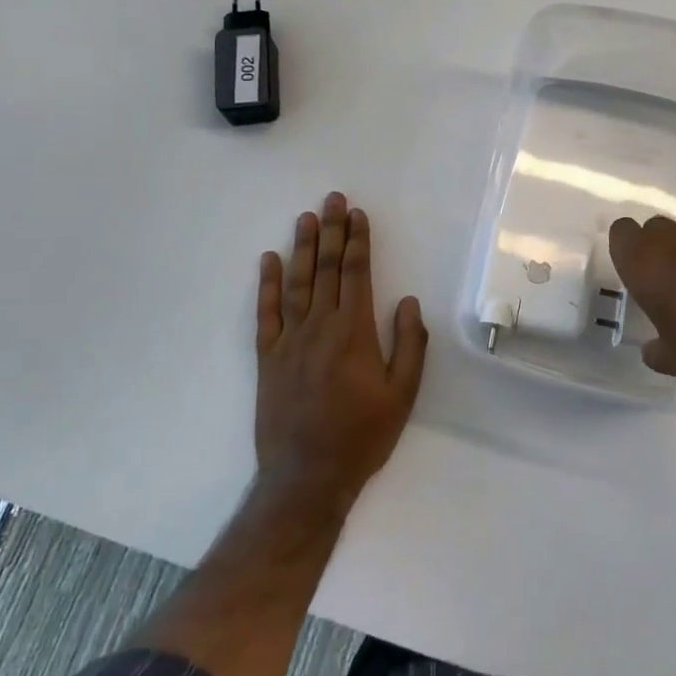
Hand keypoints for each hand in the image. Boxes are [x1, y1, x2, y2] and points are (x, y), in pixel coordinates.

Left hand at [254, 192, 426, 508]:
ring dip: (302, 247)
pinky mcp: (267, 357)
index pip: (356, 274)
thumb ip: (409, 345)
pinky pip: (266, 313)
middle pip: (326, 269)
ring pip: (297, 282)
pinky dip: (267, 284)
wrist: (306, 476)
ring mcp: (289, 340)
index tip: (358, 215)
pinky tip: (269, 260)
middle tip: (333, 198)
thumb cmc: (361, 435)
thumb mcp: (403, 395)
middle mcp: (320, 326)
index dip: (357, 241)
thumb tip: (406, 301)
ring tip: (306, 217)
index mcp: (354, 332)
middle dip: (331, 231)